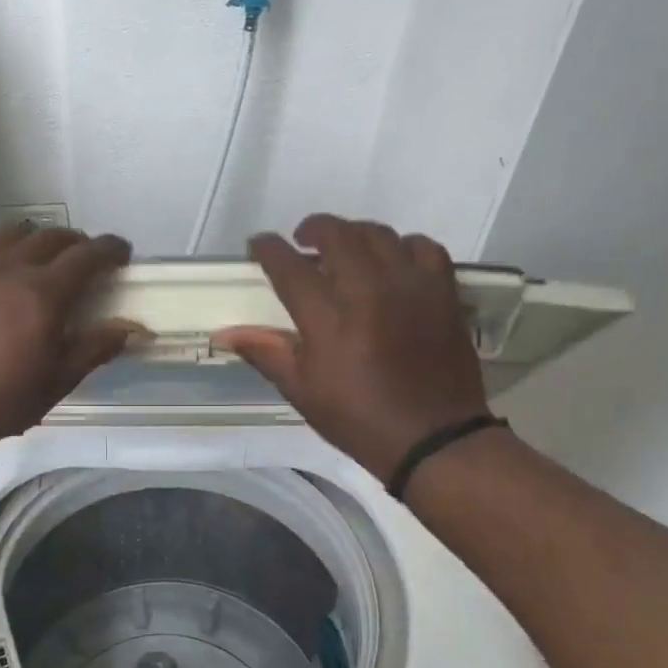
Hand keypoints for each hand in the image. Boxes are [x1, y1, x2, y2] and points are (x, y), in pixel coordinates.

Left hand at [0, 225, 136, 448]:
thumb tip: (129, 329)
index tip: (122, 253)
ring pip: (17, 233)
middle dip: (78, 244)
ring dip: (40, 240)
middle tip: (86, 262)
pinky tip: (1, 264)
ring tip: (44, 260)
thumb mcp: (57, 381)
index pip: (87, 256)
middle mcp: (11, 267)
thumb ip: (94, 348)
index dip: (110, 249)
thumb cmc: (1, 401)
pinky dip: (1, 245)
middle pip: (54, 237)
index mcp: (43, 295)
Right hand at [214, 214, 490, 479]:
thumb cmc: (358, 419)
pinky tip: (393, 262)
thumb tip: (226, 333)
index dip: (269, 249)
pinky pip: (424, 247)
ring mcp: (410, 287)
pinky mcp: (442, 292)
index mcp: (328, 319)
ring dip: (355, 234)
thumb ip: (266, 352)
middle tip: (302, 241)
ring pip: (379, 234)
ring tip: (345, 249)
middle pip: (337, 235)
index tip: (258, 245)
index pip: (290, 267)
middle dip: (313, 229)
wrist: (432, 438)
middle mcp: (368, 290)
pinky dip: (403, 246)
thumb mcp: (302, 391)